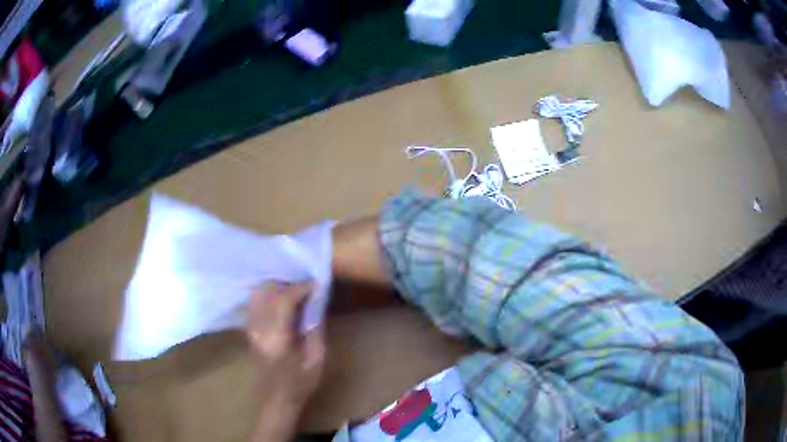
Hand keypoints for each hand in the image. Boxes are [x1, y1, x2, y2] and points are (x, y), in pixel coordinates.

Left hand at [247, 282, 324, 441]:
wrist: (276, 399)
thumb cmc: (300, 383)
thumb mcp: (316, 360)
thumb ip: (315, 330)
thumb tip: (316, 305)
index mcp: (277, 337)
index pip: (283, 301)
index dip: (300, 288)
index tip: (316, 285)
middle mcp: (259, 329)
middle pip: (268, 293)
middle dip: (288, 285)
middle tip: (306, 288)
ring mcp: (251, 329)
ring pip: (258, 295)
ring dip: (276, 289)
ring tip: (294, 293)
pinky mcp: (249, 331)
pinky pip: (255, 304)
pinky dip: (267, 296)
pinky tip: (280, 301)